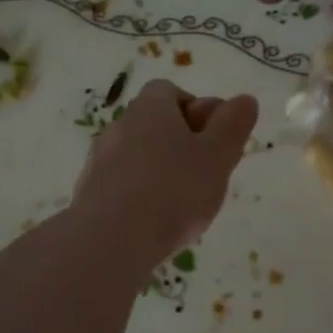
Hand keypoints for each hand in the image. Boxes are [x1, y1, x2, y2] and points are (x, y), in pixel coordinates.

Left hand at [74, 80, 258, 268]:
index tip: (213, 141)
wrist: (111, 241)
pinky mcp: (89, 193)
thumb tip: (244, 99)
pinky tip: (155, 223)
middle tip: (205, 176)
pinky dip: (141, 196)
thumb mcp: (218, 156)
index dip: (195, 111)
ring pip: (138, 157)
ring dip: (161, 173)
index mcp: (150, 109)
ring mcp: (99, 161)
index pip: (169, 91)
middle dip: (181, 145)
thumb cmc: (173, 192)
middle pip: (154, 125)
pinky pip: (122, 185)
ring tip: (183, 206)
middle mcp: (119, 126)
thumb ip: (233, 126)